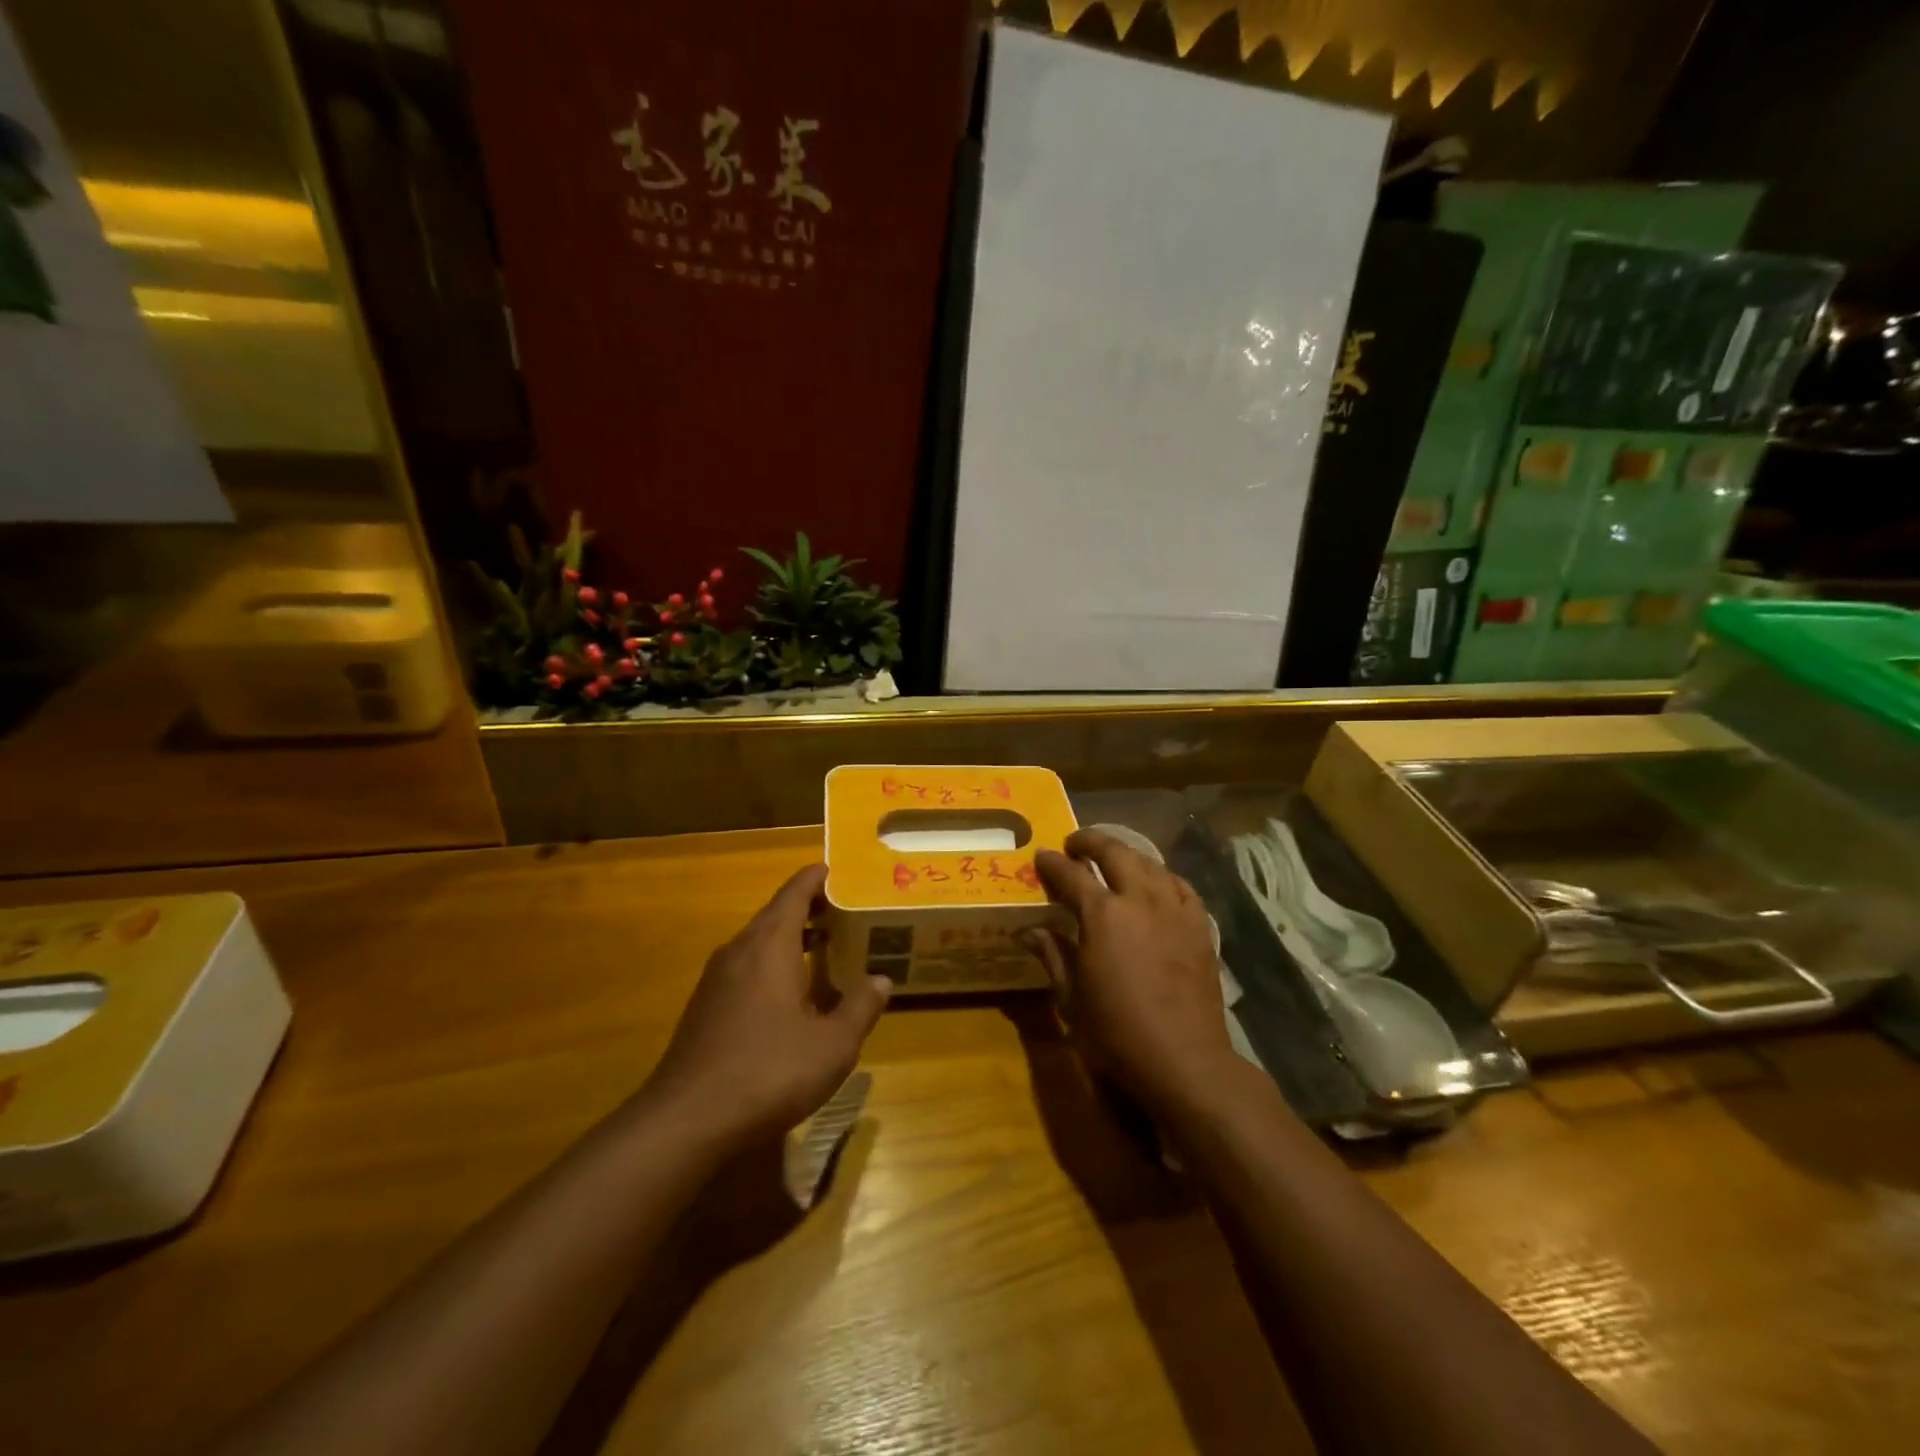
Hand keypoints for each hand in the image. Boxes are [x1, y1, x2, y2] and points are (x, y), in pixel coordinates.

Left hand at [643, 864, 889, 1148]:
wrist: (686, 1120)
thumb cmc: (768, 1071)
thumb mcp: (832, 1045)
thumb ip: (860, 1008)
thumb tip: (882, 980)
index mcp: (770, 945)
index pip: (794, 893)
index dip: (817, 878)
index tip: (839, 871)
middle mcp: (740, 951)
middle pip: (776, 914)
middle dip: (810, 909)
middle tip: (846, 912)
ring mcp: (716, 979)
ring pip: (759, 943)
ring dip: (791, 939)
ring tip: (826, 947)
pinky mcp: (705, 1007)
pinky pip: (746, 968)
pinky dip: (773, 964)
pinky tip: (791, 995)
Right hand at [1027, 830, 1233, 1112]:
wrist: (1185, 1059)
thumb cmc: (1117, 1032)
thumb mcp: (1071, 997)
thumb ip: (1052, 954)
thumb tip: (1028, 931)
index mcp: (1102, 915)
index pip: (1070, 874)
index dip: (1052, 863)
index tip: (1041, 856)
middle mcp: (1139, 900)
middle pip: (1115, 852)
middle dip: (1091, 841)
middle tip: (1075, 845)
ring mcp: (1174, 909)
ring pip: (1149, 863)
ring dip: (1125, 854)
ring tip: (1112, 859)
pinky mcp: (1199, 925)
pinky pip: (1179, 885)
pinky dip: (1161, 877)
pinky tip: (1155, 884)